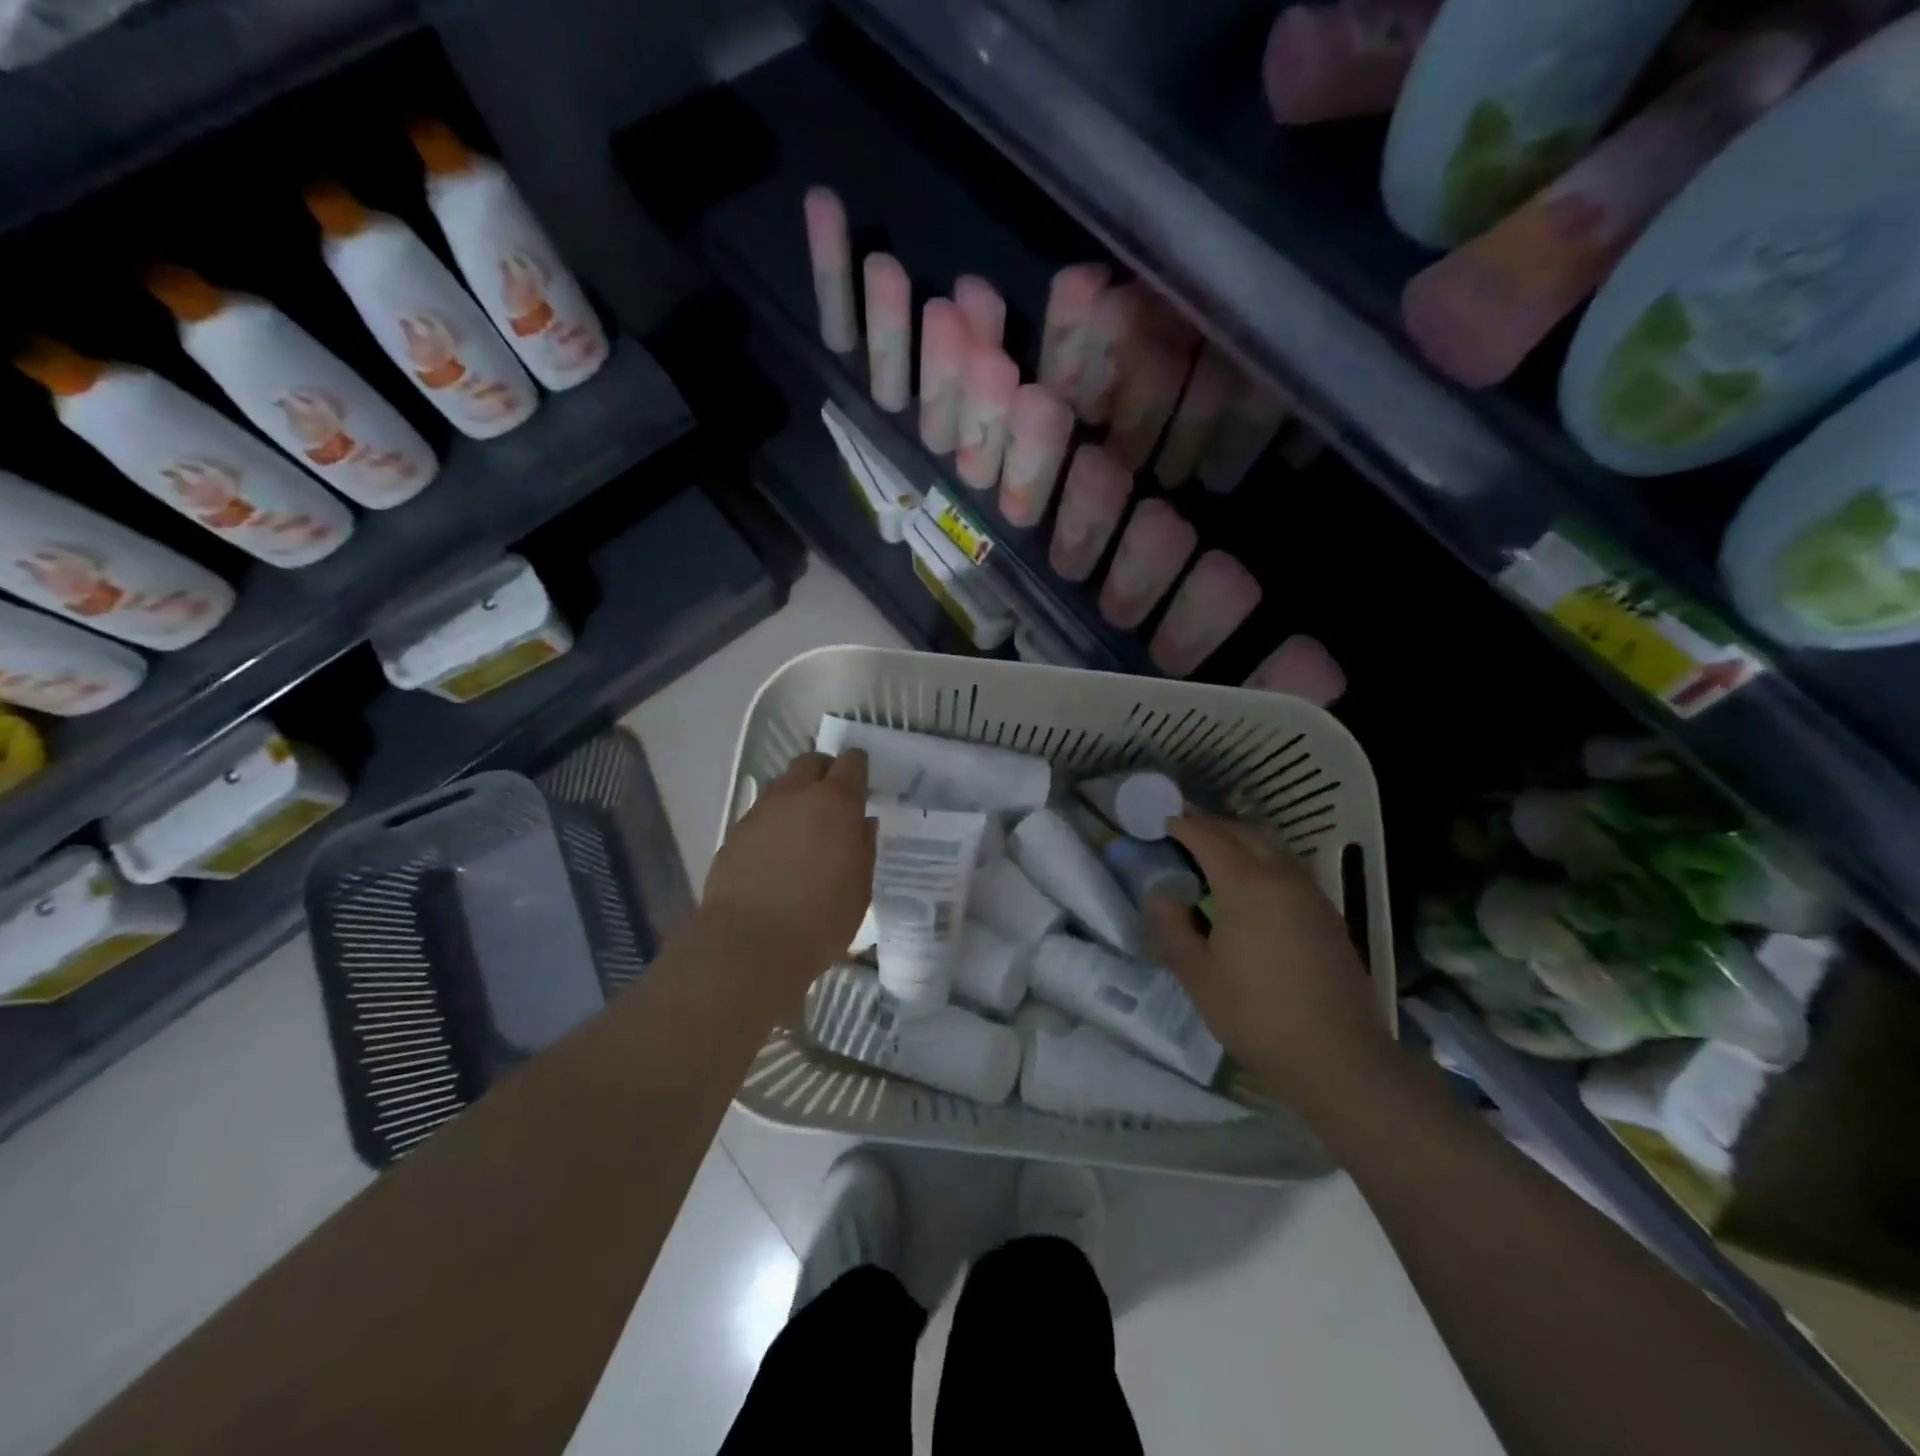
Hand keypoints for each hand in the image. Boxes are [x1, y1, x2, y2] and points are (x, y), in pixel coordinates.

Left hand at [697, 749, 875, 993]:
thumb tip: (862, 824)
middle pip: (810, 762)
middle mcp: (797, 796)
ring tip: (803, 826)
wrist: (750, 943)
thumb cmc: (822, 919)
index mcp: (836, 803)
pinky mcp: (735, 833)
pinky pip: (760, 813)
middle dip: (824, 771)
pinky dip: (773, 822)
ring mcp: (761, 811)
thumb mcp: (860, 887)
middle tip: (833, 798)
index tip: (862, 779)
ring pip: (782, 785)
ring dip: (796, 795)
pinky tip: (776, 851)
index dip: (858, 766)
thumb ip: (864, 848)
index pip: (851, 763)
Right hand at [1147, 812, 1391, 1112]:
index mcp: (1246, 886)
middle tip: (1186, 825)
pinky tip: (1253, 885)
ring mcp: (1312, 896)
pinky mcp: (1329, 916)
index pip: (1209, 839)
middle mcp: (1282, 878)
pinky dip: (1264, 861)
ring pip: (1273, 848)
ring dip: (1242, 840)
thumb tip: (1159, 893)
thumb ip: (1172, 926)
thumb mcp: (1197, 974)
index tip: (1163, 818)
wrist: (1338, 1057)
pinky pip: (1289, 870)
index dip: (1184, 825)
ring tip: (1216, 850)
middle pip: (1245, 833)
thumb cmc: (1255, 1015)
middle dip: (1213, 824)